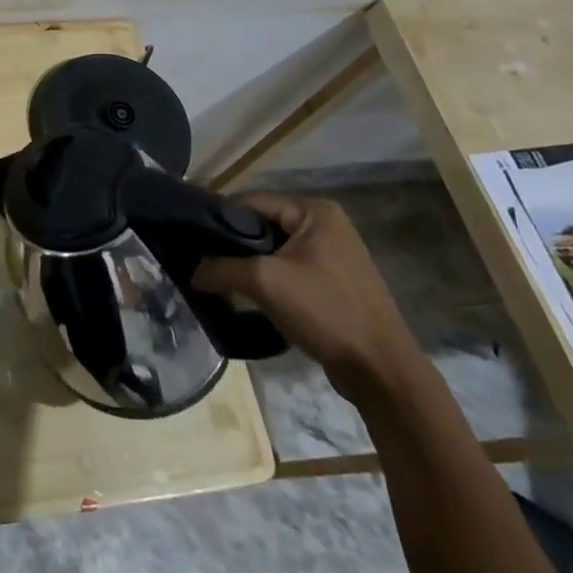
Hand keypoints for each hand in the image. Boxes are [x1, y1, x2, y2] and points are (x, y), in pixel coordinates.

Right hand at [192, 193, 423, 401]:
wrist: (381, 371)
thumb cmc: (325, 311)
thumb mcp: (264, 282)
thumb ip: (221, 268)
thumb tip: (192, 271)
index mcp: (315, 211)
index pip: (252, 201)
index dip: (218, 218)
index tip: (192, 239)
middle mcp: (326, 225)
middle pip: (262, 225)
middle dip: (233, 245)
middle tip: (203, 262)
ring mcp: (333, 255)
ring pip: (274, 250)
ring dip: (249, 265)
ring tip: (221, 281)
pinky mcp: (334, 283)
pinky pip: (289, 270)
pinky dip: (268, 281)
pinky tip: (249, 298)